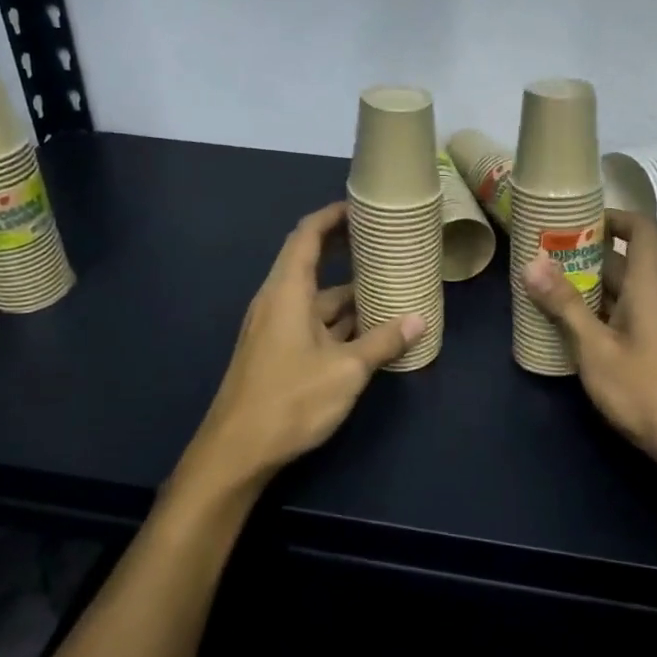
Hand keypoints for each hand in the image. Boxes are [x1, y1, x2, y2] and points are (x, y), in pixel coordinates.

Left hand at [184, 202, 423, 492]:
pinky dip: (339, 320)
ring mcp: (276, 328)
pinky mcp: (277, 352)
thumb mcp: (346, 370)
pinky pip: (312, 323)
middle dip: (345, 250)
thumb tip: (419, 319)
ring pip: (316, 299)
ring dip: (348, 292)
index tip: (361, 206)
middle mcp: (278, 301)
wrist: (237, 451)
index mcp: (287, 291)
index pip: (307, 235)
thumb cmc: (291, 400)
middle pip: (311, 263)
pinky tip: (369, 330)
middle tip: (382, 241)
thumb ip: (382, 342)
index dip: (332, 215)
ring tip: (387, 285)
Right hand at [522, 209, 656, 480]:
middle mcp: (656, 297)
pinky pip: (621, 315)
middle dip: (583, 254)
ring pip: (619, 290)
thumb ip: (565, 306)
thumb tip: (532, 262)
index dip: (612, 216)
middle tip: (541, 255)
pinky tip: (566, 329)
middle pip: (622, 260)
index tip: (575, 220)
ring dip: (585, 285)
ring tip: (543, 288)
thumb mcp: (596, 349)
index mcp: (648, 285)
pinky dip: (595, 312)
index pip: (640, 229)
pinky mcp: (653, 350)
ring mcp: (656, 325)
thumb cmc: (647, 390)